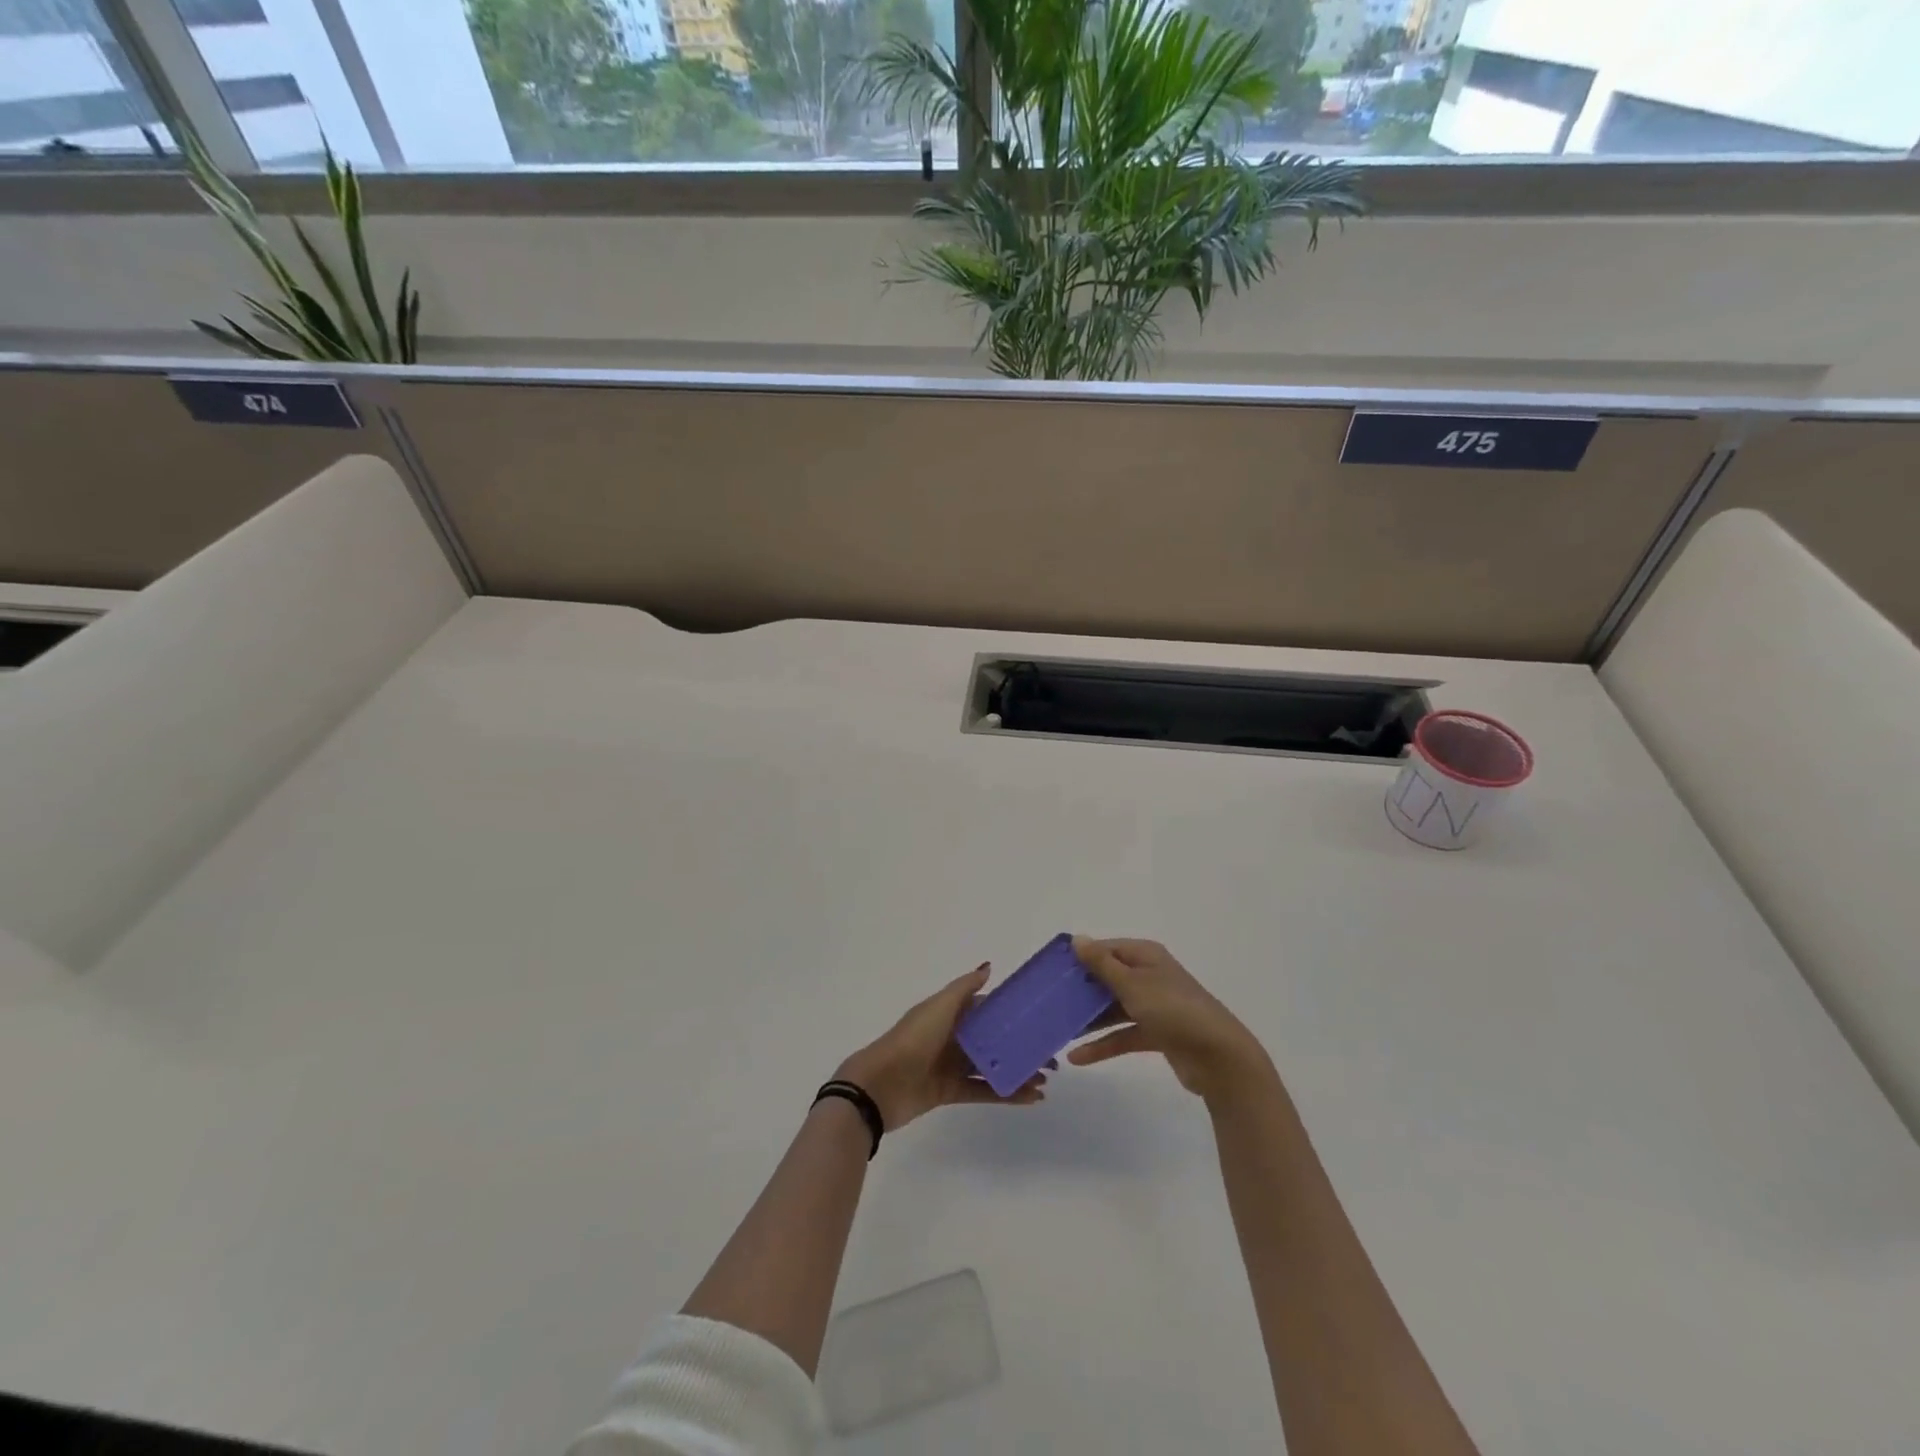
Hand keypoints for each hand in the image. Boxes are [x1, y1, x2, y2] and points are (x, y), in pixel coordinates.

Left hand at [837, 964, 1047, 1131]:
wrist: (880, 1085)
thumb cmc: (913, 1039)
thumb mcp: (939, 1007)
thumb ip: (965, 988)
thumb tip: (990, 966)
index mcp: (950, 1013)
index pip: (987, 1009)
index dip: (1013, 1013)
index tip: (1040, 1019)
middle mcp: (953, 1036)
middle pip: (994, 1040)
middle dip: (1021, 1046)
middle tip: (1051, 1057)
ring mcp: (952, 1065)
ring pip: (992, 1066)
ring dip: (1018, 1072)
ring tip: (1046, 1080)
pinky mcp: (950, 1091)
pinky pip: (984, 1091)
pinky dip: (1007, 1094)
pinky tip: (1030, 1097)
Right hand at [1067, 937, 1272, 1104]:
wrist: (1219, 1057)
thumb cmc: (1173, 1010)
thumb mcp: (1133, 984)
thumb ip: (1102, 964)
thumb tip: (1077, 938)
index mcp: (1145, 956)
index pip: (1105, 949)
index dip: (1079, 958)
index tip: (1050, 971)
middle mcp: (1149, 976)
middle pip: (1107, 979)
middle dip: (1080, 991)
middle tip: (1048, 1002)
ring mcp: (1154, 1006)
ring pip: (1113, 1008)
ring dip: (1088, 1020)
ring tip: (1057, 1030)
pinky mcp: (1157, 1033)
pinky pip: (1123, 1034)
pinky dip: (1103, 1044)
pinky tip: (1077, 1057)